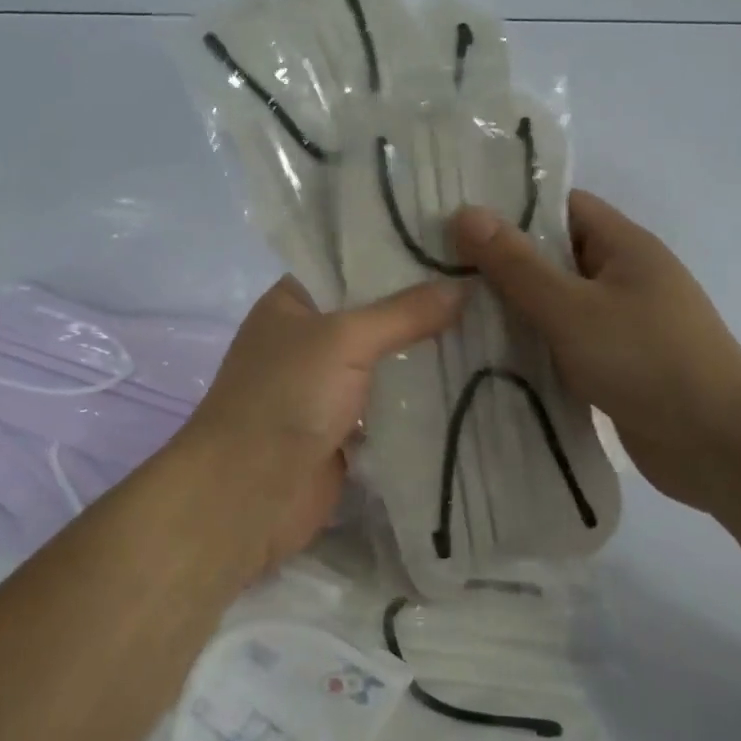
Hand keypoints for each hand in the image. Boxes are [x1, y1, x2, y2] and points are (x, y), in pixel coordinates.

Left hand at [182, 275, 462, 570]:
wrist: (248, 493)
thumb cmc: (286, 396)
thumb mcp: (344, 339)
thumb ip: (404, 313)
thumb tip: (465, 286)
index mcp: (294, 302)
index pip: (352, 265)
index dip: (400, 256)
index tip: (458, 247)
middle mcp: (309, 339)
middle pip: (375, 316)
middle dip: (424, 310)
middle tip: (488, 290)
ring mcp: (326, 387)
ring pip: (386, 364)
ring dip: (426, 357)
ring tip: (492, 333)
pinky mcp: (344, 430)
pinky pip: (390, 407)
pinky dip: (420, 401)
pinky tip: (470, 384)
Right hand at [452, 189, 740, 512]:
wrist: (719, 446)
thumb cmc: (646, 361)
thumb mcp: (571, 308)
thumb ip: (516, 264)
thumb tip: (465, 213)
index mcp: (625, 246)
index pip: (563, 207)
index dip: (512, 209)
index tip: (458, 222)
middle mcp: (625, 277)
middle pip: (556, 256)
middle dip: (503, 263)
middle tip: (441, 271)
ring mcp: (623, 324)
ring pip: (557, 304)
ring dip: (515, 310)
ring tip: (453, 313)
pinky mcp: (617, 365)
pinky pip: (566, 343)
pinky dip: (534, 347)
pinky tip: (489, 358)